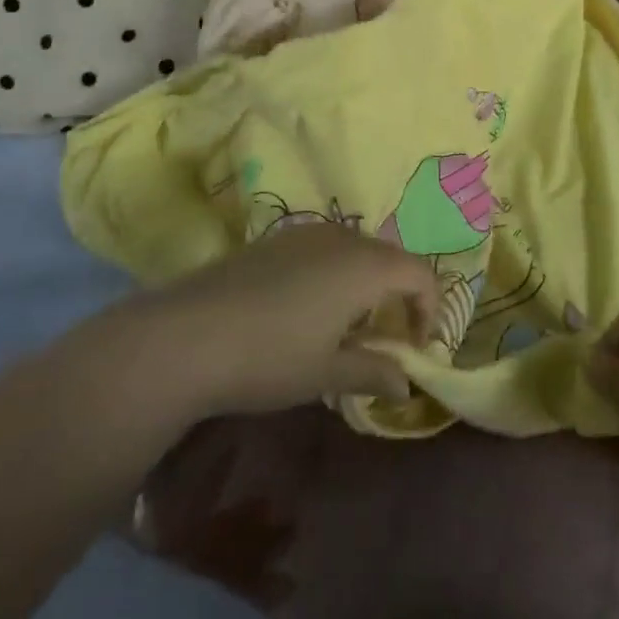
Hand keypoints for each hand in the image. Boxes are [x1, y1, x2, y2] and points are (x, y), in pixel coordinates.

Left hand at [157, 225, 439, 417]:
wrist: (189, 333)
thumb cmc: (270, 357)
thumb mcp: (327, 373)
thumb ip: (373, 372)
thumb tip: (406, 384)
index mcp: (365, 266)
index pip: (420, 274)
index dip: (429, 309)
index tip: (415, 348)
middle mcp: (343, 238)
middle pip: (390, 257)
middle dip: (398, 295)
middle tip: (386, 340)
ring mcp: (307, 233)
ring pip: (357, 250)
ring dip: (367, 283)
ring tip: (348, 327)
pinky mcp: (277, 239)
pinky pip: (326, 248)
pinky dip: (336, 273)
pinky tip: (308, 309)